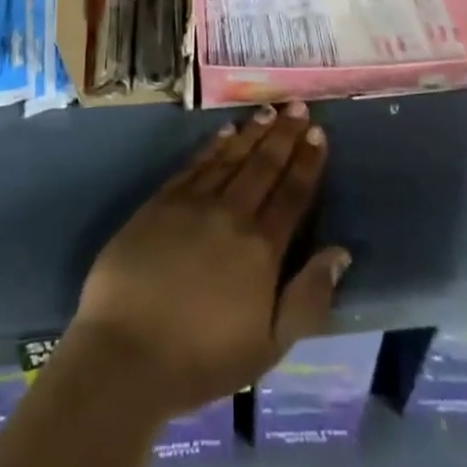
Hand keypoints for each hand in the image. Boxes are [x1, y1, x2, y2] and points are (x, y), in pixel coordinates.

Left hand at [69, 102, 350, 418]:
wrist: (125, 353)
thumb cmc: (202, 359)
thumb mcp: (269, 346)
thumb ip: (308, 298)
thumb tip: (340, 252)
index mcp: (262, 248)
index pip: (292, 194)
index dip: (307, 162)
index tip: (319, 133)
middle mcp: (231, 214)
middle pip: (264, 166)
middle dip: (285, 134)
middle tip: (298, 106)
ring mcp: (193, 203)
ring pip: (231, 157)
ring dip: (253, 132)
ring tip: (269, 110)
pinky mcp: (161, 202)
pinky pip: (195, 163)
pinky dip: (214, 145)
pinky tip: (225, 131)